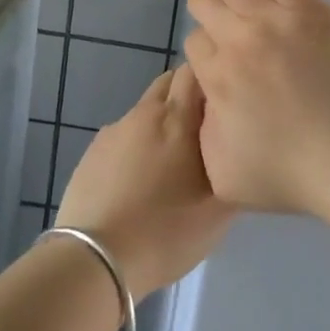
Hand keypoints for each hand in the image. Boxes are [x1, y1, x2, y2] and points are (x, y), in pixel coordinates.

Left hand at [55, 66, 232, 296]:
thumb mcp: (219, 210)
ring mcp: (113, 132)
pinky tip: (139, 181)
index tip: (227, 103)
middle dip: (188, 97)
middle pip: (170, 84)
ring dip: (162, 124)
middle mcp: (144, 113)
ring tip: (170, 163)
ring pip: (146, 112)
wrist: (94, 260)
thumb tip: (238, 149)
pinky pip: (123, 137)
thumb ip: (234, 168)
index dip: (213, 80)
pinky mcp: (91, 153)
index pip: (196, 70)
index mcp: (178, 118)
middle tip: (204, 131)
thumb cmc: (166, 231)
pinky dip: (137, 147)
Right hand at [182, 0, 329, 216]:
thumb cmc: (292, 175)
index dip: (207, 51)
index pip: (195, 44)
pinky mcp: (308, 8)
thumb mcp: (224, 173)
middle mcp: (236, 41)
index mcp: (215, 79)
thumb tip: (205, 100)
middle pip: (205, 4)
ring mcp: (273, 19)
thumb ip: (203, 131)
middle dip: (209, 11)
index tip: (225, 62)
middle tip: (229, 26)